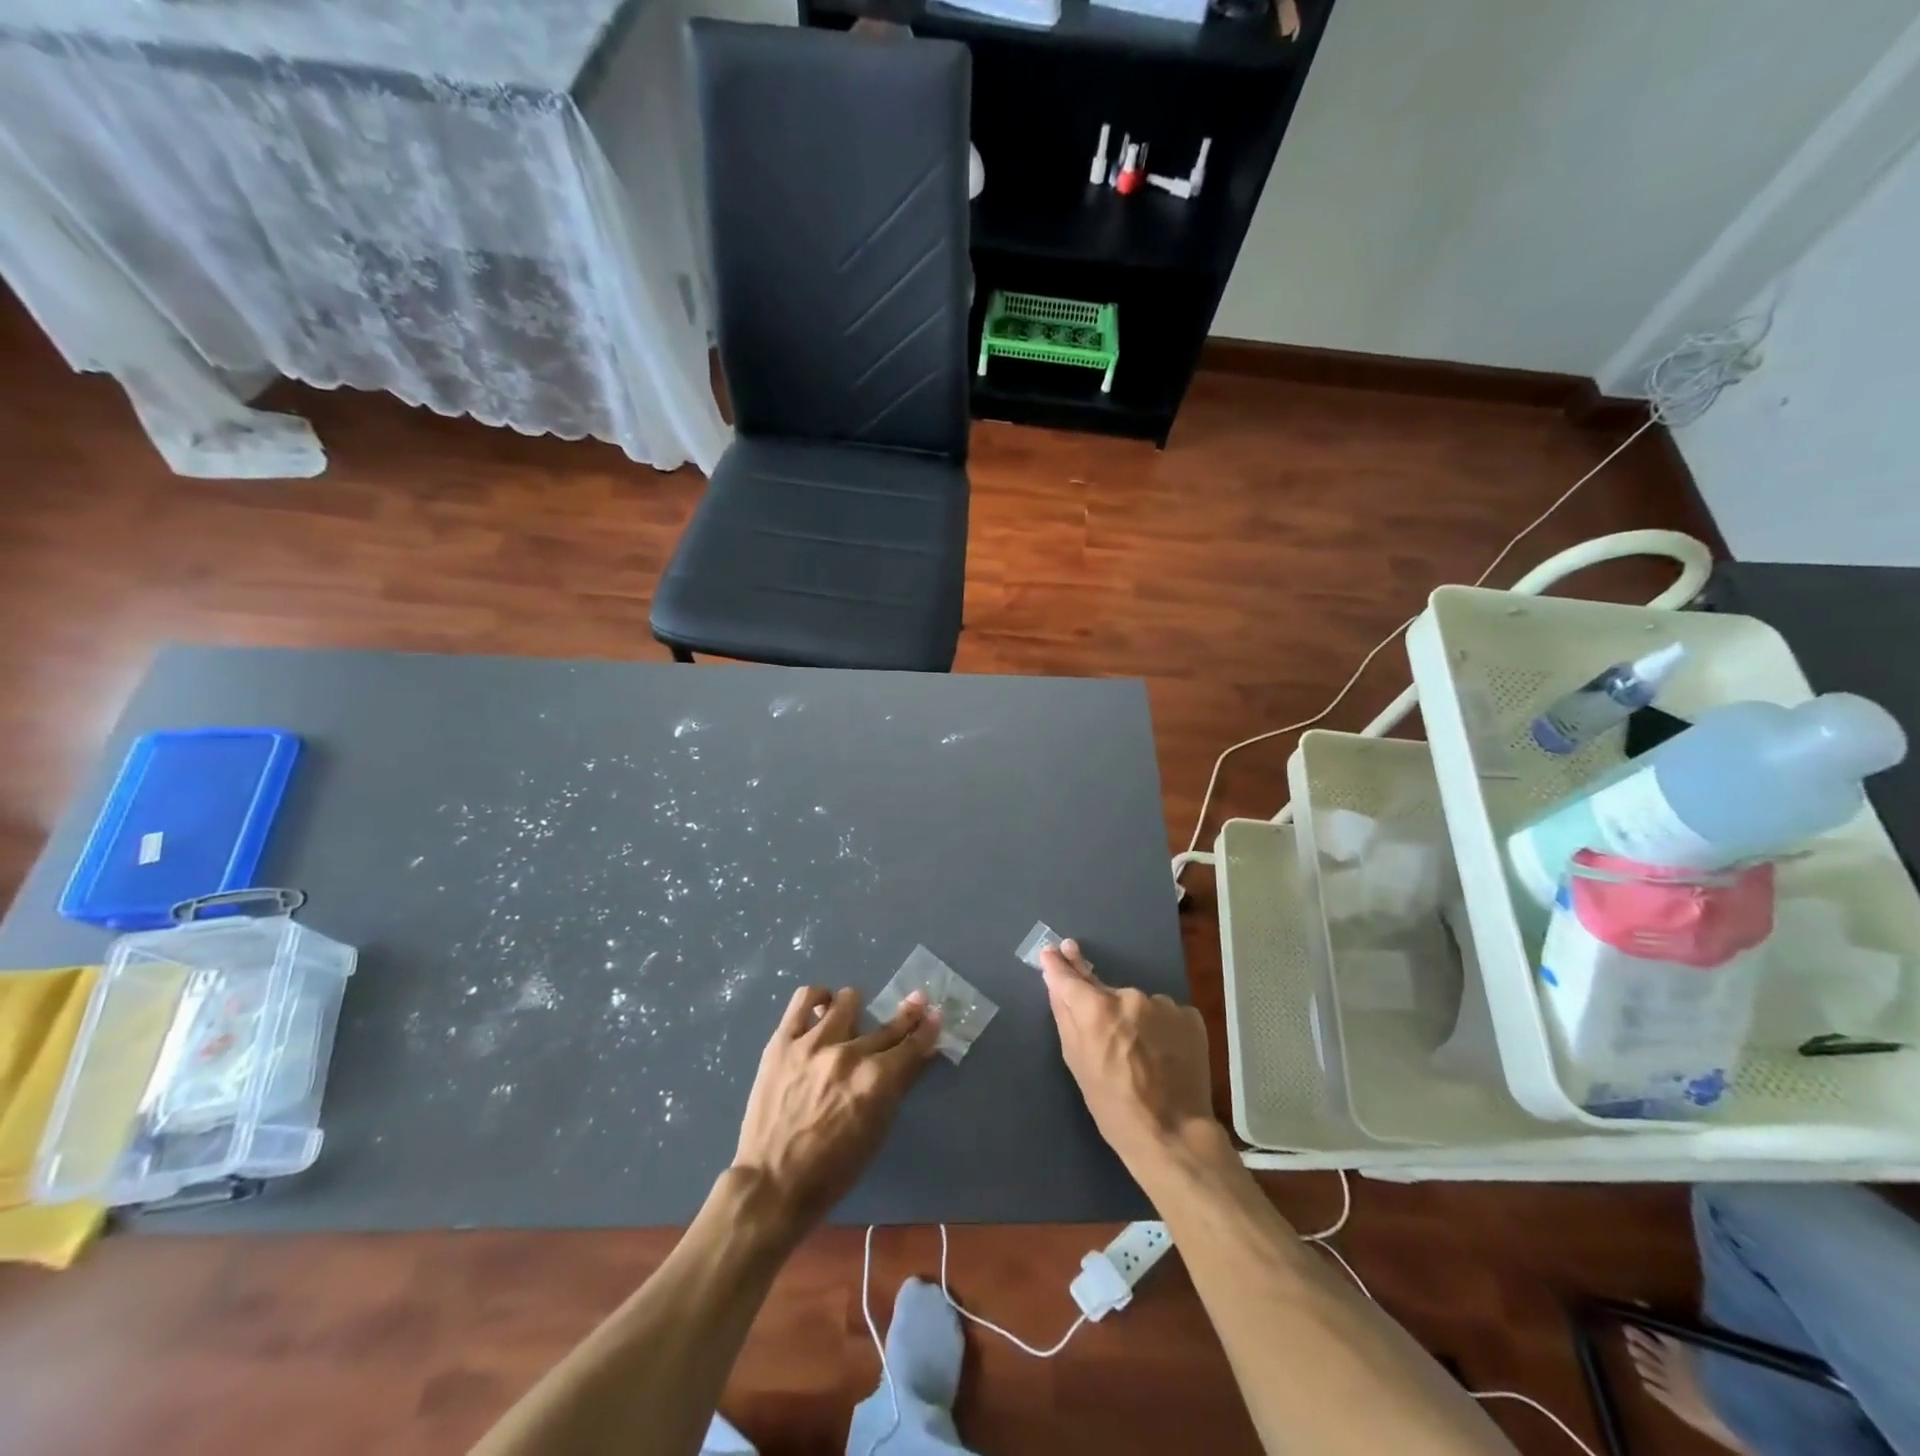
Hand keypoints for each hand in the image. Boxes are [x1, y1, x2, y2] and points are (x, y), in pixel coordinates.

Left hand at [731, 985, 940, 1240]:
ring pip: (847, 1001)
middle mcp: (849, 1054)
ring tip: (853, 1018)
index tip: (934, 1015)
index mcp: (876, 1081)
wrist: (772, 1184)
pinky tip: (823, 1007)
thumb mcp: (877, 1130)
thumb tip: (920, 1053)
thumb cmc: (832, 1169)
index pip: (911, 1044)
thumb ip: (899, 1085)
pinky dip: (818, 998)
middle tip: (916, 1002)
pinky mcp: (783, 1041)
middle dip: (907, 1014)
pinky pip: (804, 999)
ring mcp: (813, 1043)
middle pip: (886, 1025)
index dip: (927, 1028)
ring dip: (857, 1009)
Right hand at [1038, 940, 1221, 1181]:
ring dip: (1135, 1020)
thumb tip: (1054, 979)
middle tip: (1108, 1038)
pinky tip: (1164, 1055)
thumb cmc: (1114, 1107)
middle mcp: (1130, 996)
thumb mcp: (1077, 1063)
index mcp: (1096, 1009)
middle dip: (1102, 1007)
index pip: (1069, 977)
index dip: (1059, 964)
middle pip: (1107, 992)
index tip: (1053, 951)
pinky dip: (1161, 1029)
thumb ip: (1065, 1015)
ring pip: (1138, 1005)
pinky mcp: (1189, 1015)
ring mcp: (1163, 1004)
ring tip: (1142, 1056)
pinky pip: (1165, 1015)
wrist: (1175, 1135)